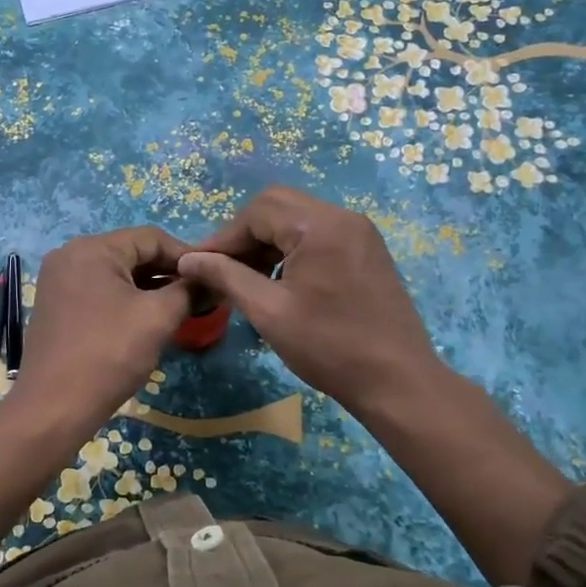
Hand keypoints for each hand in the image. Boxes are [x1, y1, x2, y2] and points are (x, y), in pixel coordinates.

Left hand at [13, 226, 194, 436]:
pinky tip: (146, 320)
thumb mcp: (158, 318)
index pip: (151, 237)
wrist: (54, 407)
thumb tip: (209, 279)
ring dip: (149, 288)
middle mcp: (70, 255)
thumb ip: (187, 290)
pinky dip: (126, 300)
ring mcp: (59, 281)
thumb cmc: (109, 354)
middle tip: (199, 296)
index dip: (186, 255)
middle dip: (167, 273)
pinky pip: (99, 291)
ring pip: (116, 274)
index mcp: (91, 248)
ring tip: (179, 310)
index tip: (212, 277)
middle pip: (132, 253)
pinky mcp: (56, 305)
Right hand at [182, 186, 571, 585]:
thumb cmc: (329, 347)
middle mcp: (343, 217)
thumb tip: (187, 259)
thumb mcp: (269, 312)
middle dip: (245, 234)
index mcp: (320, 226)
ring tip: (247, 276)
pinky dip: (292, 247)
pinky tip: (280, 279)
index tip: (199, 267)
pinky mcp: (368, 249)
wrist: (398, 382)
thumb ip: (226, 277)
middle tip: (223, 268)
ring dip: (268, 239)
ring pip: (298, 217)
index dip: (223, 238)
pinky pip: (319, 233)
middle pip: (278, 205)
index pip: (257, 211)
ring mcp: (360, 232)